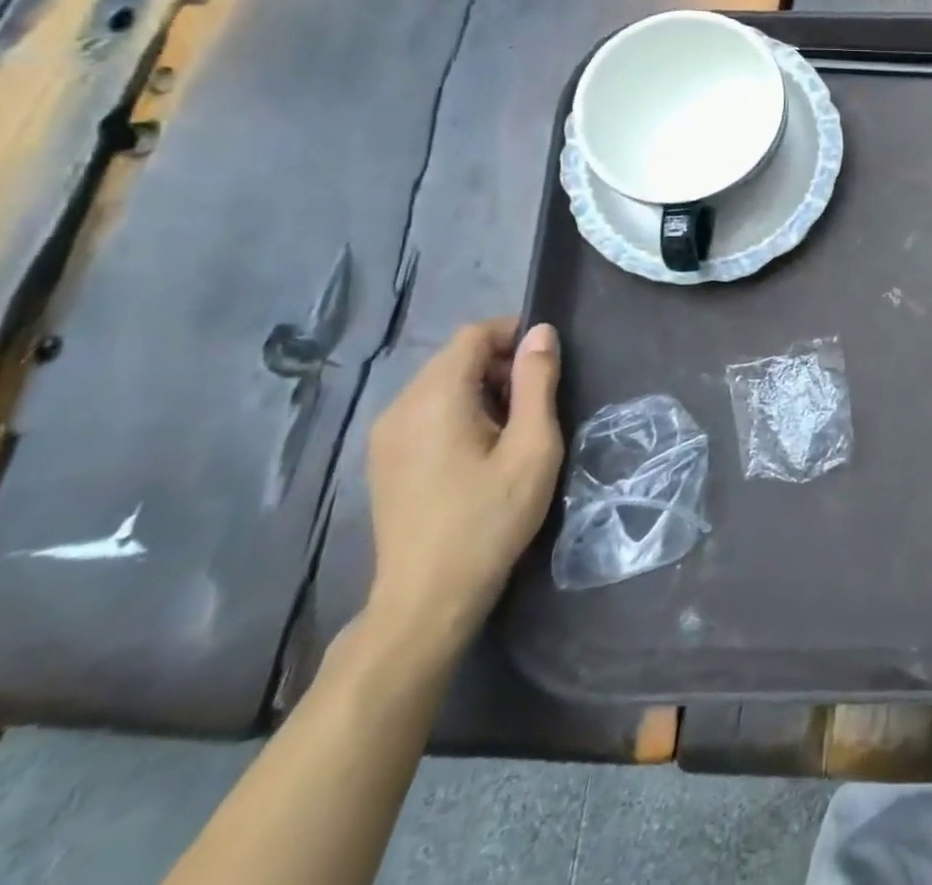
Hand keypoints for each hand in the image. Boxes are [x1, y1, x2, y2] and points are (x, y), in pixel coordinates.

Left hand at [362, 319, 563, 656]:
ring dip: (481, 389)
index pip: (474, 334)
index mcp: (435, 397)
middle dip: (500, 364)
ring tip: (512, 429)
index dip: (514, 335)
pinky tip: (479, 451)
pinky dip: (458, 411)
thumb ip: (537, 382)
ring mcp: (385, 435)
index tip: (548, 362)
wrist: (427, 599)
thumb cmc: (490, 518)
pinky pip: (425, 411)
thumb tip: (541, 332)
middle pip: (455, 357)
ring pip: (440, 384)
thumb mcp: (532, 446)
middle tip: (536, 401)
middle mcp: (400, 406)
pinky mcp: (383, 460)